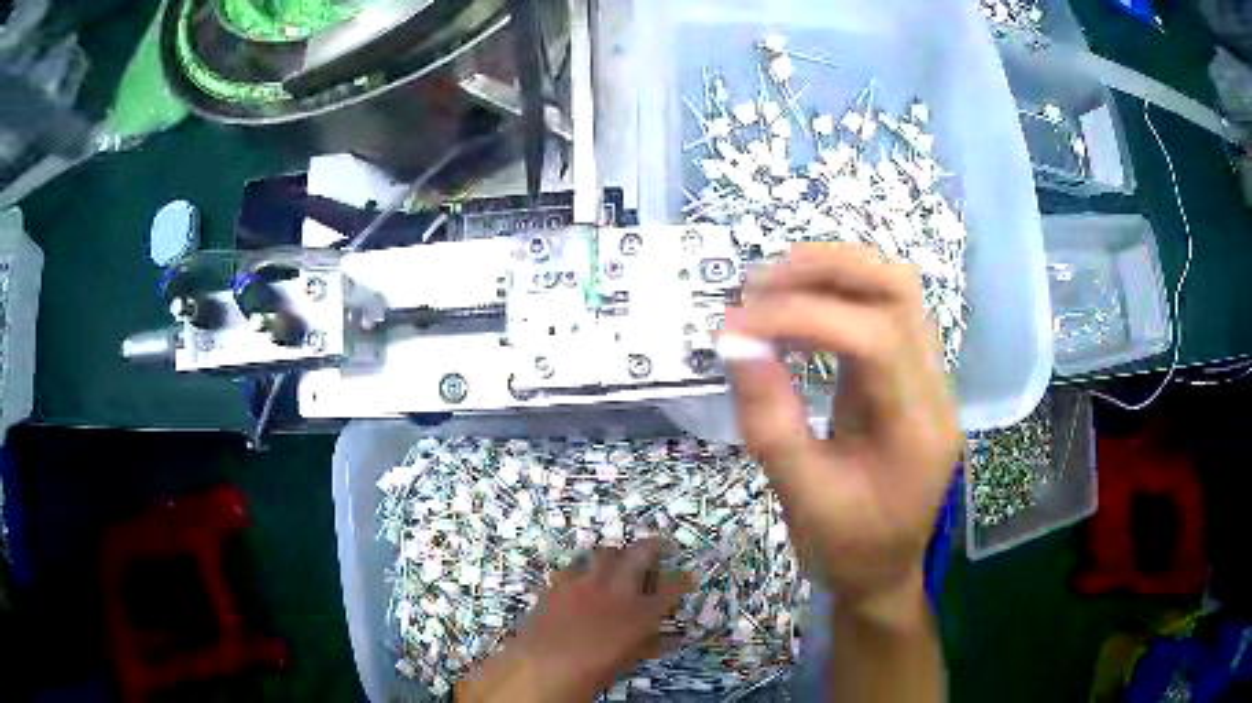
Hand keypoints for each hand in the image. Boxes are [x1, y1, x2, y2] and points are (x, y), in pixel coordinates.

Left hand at [456, 539, 693, 702]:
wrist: (540, 667)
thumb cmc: (590, 673)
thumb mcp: (627, 660)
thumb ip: (649, 644)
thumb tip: (670, 638)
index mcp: (639, 612)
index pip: (671, 587)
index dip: (683, 580)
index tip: (688, 577)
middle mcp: (614, 590)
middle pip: (640, 554)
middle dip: (654, 546)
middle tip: (662, 546)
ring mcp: (584, 583)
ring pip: (605, 552)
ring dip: (617, 553)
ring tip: (621, 558)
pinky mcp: (558, 584)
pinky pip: (574, 566)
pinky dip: (585, 568)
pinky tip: (584, 576)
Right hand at [725, 243, 961, 614]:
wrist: (886, 573)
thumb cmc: (846, 550)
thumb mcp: (801, 498)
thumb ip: (770, 421)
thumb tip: (735, 343)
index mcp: (917, 430)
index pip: (875, 339)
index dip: (804, 317)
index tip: (738, 326)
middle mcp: (935, 390)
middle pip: (898, 290)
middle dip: (826, 270)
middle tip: (758, 285)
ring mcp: (928, 377)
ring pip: (895, 289)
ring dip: (833, 273)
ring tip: (773, 289)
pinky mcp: (911, 375)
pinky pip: (884, 311)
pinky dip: (838, 295)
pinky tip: (797, 311)